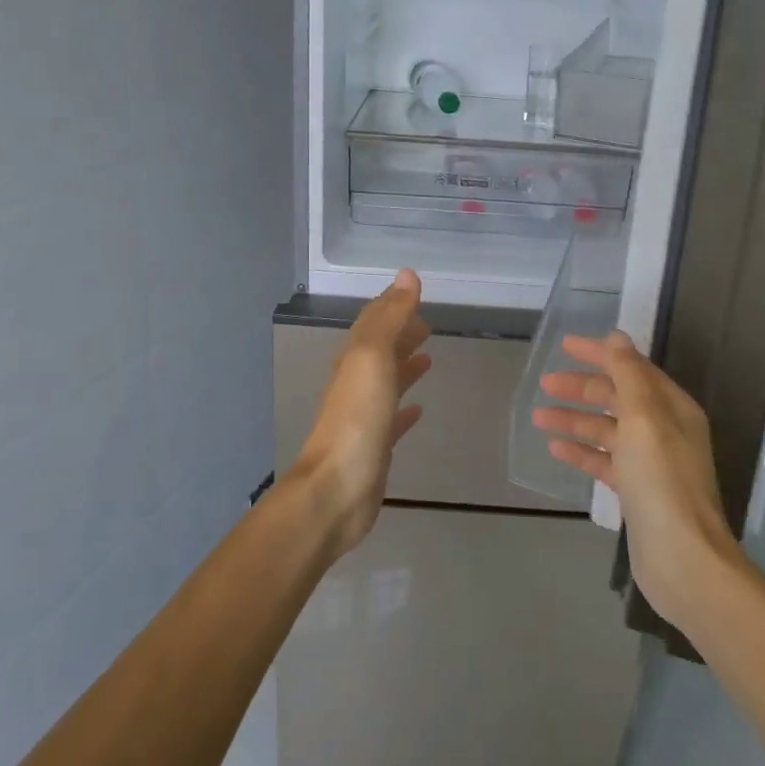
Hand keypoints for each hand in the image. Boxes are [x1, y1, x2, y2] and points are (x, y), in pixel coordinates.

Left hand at [293, 269, 431, 556]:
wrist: (336, 490)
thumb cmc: (357, 419)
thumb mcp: (373, 358)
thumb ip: (391, 317)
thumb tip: (407, 275)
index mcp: (354, 359)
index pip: (373, 321)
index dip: (392, 304)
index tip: (413, 291)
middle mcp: (356, 383)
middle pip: (380, 350)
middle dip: (400, 333)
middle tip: (427, 323)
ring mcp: (364, 417)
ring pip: (386, 382)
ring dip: (404, 367)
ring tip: (427, 356)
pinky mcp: (375, 447)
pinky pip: (392, 420)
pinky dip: (405, 410)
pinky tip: (418, 412)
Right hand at [531, 331, 743, 633]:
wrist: (682, 558)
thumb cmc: (662, 480)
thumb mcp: (644, 418)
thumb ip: (628, 374)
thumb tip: (616, 337)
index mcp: (671, 407)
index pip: (631, 368)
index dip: (599, 354)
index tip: (564, 346)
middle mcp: (664, 430)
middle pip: (617, 397)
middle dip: (582, 388)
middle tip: (545, 384)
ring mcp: (650, 462)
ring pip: (606, 429)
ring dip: (575, 420)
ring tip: (540, 417)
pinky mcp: (636, 491)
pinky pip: (604, 460)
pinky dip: (582, 452)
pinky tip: (556, 450)